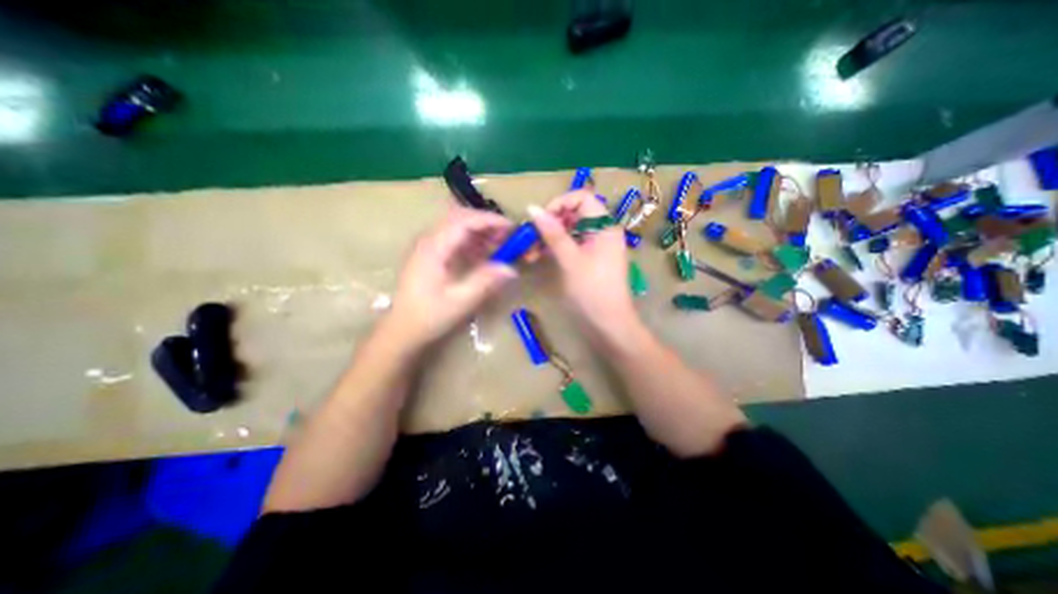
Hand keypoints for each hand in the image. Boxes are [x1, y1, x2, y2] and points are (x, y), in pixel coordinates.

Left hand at [387, 209, 518, 346]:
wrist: (401, 330)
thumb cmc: (428, 316)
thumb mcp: (460, 301)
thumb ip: (485, 282)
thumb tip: (511, 268)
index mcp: (433, 247)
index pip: (464, 220)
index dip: (489, 220)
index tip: (511, 228)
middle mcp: (428, 240)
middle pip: (460, 218)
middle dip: (486, 223)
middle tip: (507, 237)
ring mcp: (427, 246)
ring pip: (456, 227)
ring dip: (479, 232)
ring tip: (499, 245)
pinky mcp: (429, 255)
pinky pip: (453, 238)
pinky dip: (471, 242)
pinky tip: (482, 255)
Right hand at [530, 191, 634, 334]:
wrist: (609, 323)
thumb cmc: (592, 290)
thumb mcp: (570, 259)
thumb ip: (552, 233)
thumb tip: (532, 208)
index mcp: (605, 225)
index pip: (582, 198)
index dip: (560, 203)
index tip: (541, 219)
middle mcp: (602, 231)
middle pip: (574, 214)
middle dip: (550, 223)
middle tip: (531, 238)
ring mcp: (596, 245)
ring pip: (570, 231)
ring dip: (549, 237)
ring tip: (530, 252)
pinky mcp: (590, 259)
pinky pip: (571, 245)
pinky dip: (556, 248)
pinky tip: (539, 257)